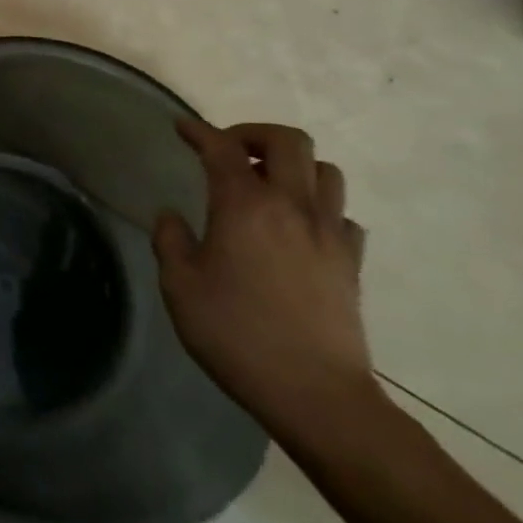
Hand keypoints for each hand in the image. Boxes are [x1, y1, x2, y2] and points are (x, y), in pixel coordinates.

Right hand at [155, 119, 378, 443]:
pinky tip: (301, 230)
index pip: (221, 147)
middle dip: (254, 134)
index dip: (199, 131)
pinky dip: (322, 209)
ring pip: (326, 171)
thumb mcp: (179, 286)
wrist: (315, 394)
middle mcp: (291, 205)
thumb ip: (170, 241)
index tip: (182, 128)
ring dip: (294, 167)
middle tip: (230, 151)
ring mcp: (329, 233)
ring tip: (268, 186)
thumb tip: (172, 217)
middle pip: (288, 141)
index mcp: (244, 204)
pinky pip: (343, 216)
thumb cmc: (236, 334)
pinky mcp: (352, 263)